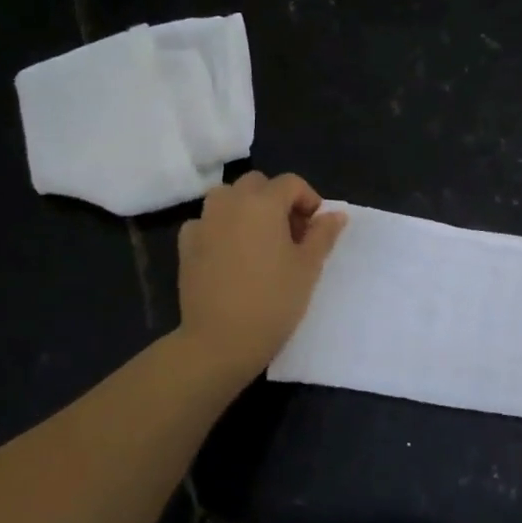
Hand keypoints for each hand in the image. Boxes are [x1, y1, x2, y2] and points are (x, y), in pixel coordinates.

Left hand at [175, 172, 346, 383]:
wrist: (220, 340)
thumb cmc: (273, 300)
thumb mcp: (308, 267)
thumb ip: (323, 234)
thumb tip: (335, 214)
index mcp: (263, 203)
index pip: (291, 183)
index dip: (309, 200)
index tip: (316, 229)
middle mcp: (230, 202)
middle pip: (257, 184)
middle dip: (276, 200)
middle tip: (290, 234)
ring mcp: (203, 222)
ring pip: (227, 198)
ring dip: (246, 208)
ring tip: (260, 241)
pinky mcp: (186, 245)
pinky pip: (207, 222)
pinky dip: (221, 228)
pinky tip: (231, 255)